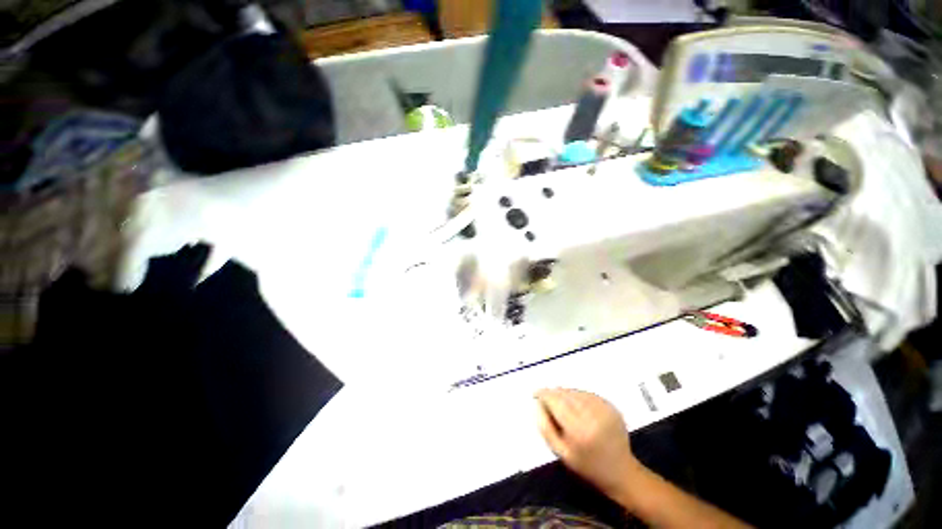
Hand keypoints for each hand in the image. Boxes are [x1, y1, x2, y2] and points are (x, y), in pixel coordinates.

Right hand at [535, 388, 640, 499]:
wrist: (621, 472)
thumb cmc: (587, 465)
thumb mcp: (561, 453)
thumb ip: (546, 428)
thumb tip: (537, 404)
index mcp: (579, 430)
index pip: (556, 402)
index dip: (544, 394)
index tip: (536, 393)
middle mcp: (593, 416)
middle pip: (566, 394)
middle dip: (553, 393)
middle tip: (546, 399)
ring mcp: (604, 409)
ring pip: (576, 391)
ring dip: (565, 393)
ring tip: (561, 404)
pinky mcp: (611, 406)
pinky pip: (587, 393)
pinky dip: (578, 395)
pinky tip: (576, 405)